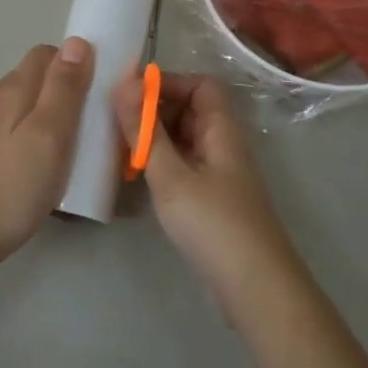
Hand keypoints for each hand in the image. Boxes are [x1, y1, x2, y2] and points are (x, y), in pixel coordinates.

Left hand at [0, 39, 93, 268]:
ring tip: (68, 154)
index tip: (98, 94)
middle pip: (34, 80)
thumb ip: (64, 88)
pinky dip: (30, 140)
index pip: (47, 54)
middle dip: (64, 95)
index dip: (75, 66)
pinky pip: (10, 131)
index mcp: (9, 88)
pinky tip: (38, 170)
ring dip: (47, 120)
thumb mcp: (49, 135)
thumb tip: (76, 41)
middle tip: (89, 130)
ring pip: (22, 108)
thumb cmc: (12, 186)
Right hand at [110, 72, 296, 300]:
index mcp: (221, 130)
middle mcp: (222, 145)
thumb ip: (144, 131)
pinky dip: (160, 164)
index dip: (167, 83)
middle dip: (153, 111)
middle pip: (190, 111)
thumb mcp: (171, 175)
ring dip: (153, 139)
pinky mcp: (210, 199)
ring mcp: (218, 173)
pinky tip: (135, 176)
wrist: (253, 286)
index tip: (129, 93)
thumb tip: (123, 82)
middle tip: (114, 121)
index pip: (200, 85)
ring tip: (117, 147)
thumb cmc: (213, 223)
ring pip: (183, 140)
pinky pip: (182, 166)